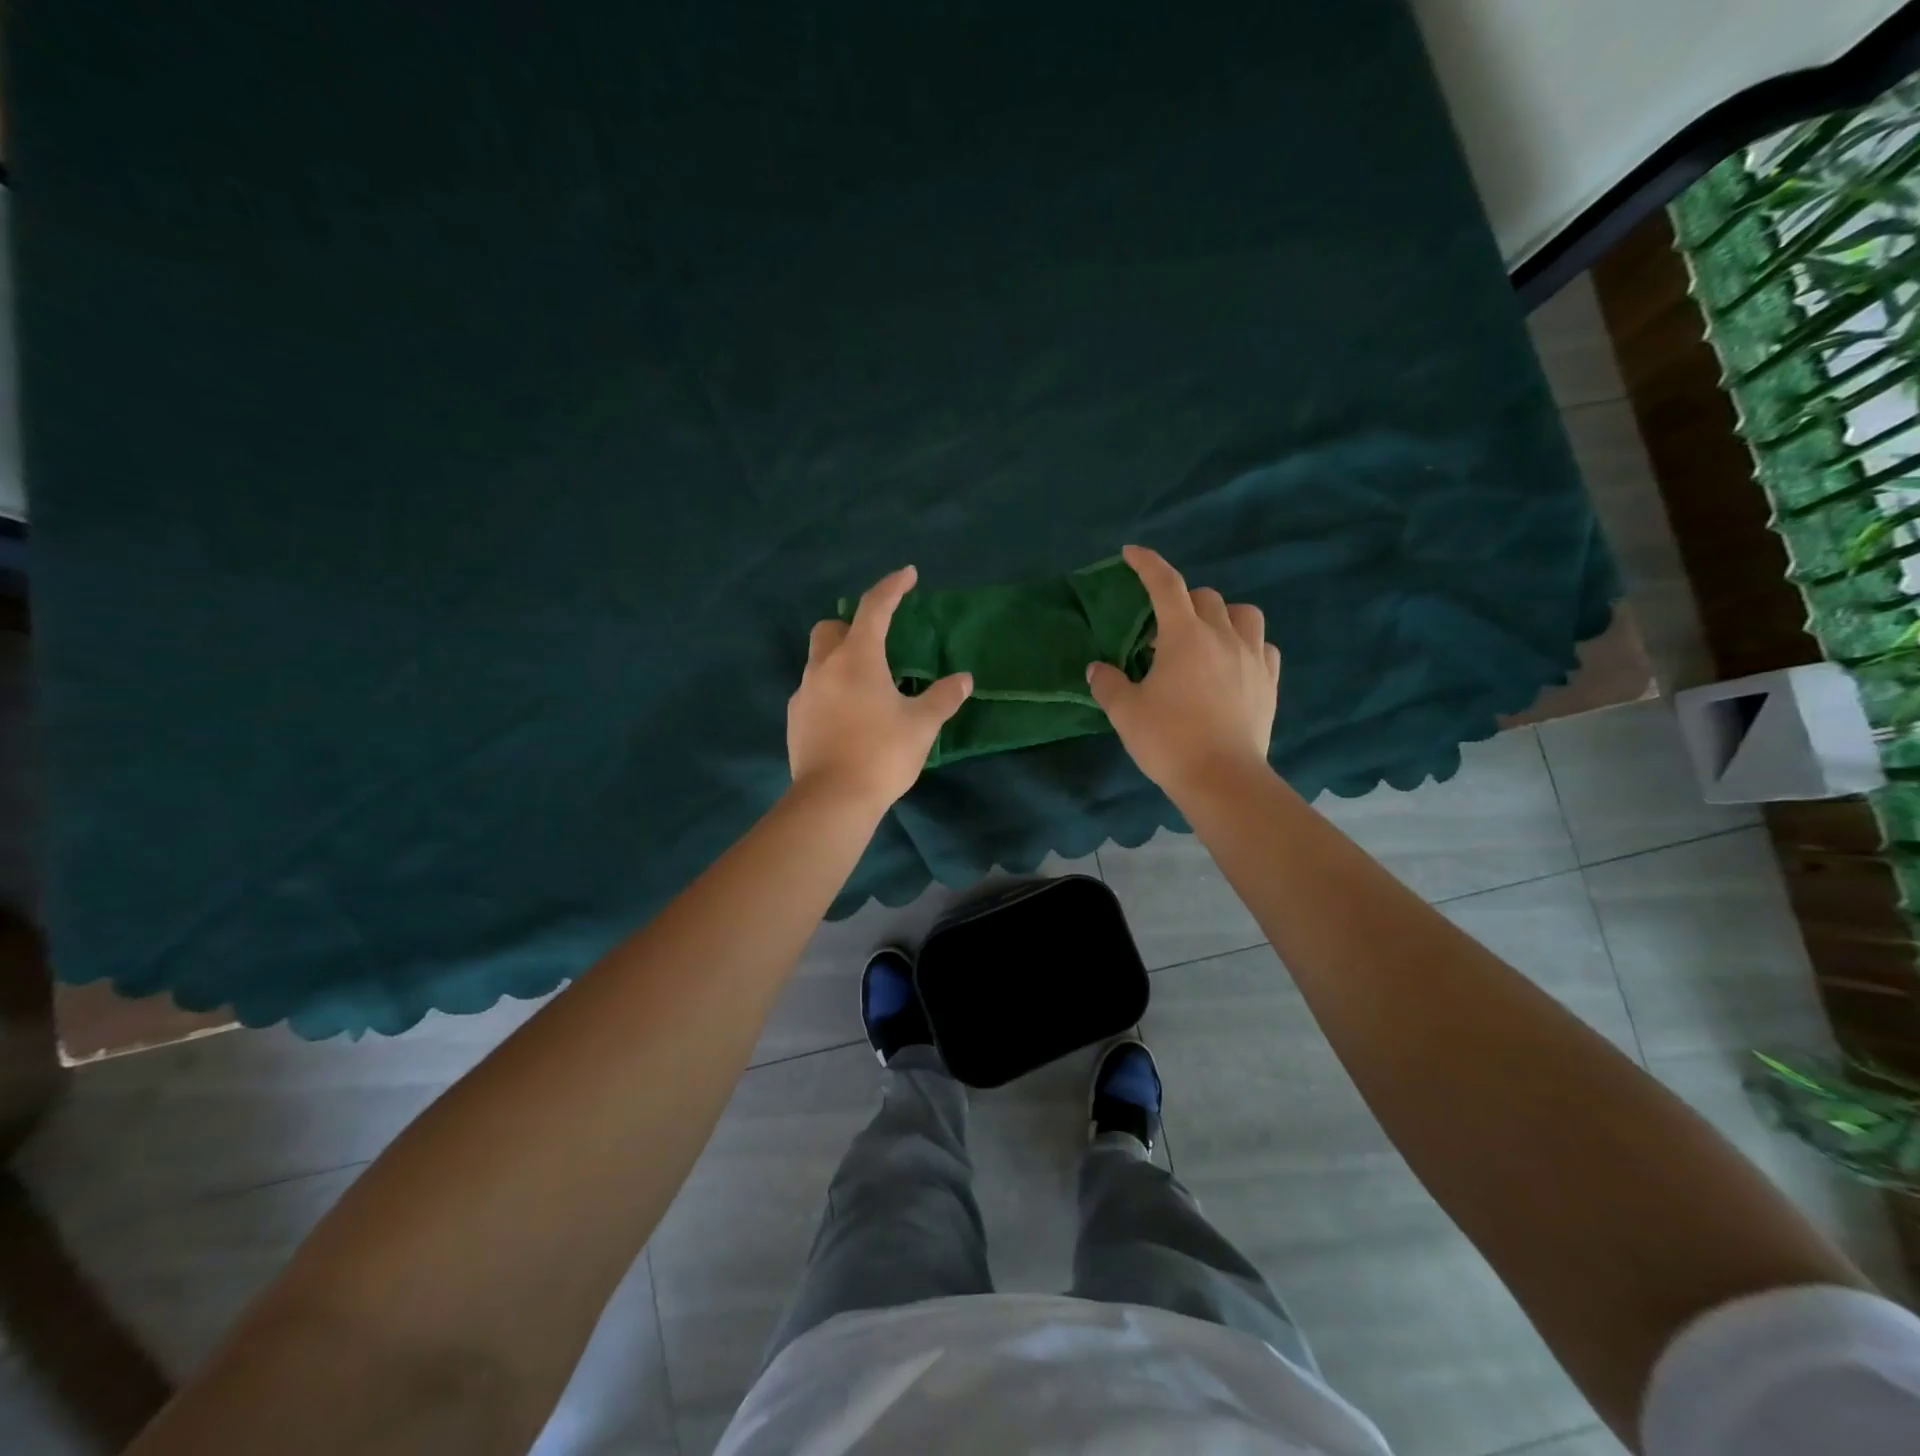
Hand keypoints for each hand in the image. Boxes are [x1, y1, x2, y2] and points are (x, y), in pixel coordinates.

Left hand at [788, 565, 971, 811]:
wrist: (832, 799)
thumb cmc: (881, 754)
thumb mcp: (921, 725)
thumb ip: (943, 697)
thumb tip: (963, 680)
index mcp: (858, 658)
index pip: (875, 608)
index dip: (892, 587)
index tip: (908, 575)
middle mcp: (824, 667)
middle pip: (831, 629)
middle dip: (853, 625)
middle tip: (878, 643)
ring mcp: (804, 694)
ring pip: (819, 661)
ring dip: (841, 661)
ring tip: (867, 687)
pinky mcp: (794, 720)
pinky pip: (813, 692)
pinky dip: (830, 691)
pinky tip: (848, 717)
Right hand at [1086, 545, 1280, 798]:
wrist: (1222, 779)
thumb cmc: (1169, 741)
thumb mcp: (1125, 713)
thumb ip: (1107, 684)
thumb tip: (1097, 668)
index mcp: (1184, 637)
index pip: (1165, 585)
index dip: (1147, 564)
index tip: (1132, 553)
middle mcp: (1222, 636)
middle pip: (1205, 597)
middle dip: (1181, 602)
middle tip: (1162, 633)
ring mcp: (1252, 657)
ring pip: (1243, 614)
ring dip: (1221, 616)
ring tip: (1205, 639)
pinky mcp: (1270, 681)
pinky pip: (1263, 645)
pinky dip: (1246, 643)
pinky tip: (1233, 662)